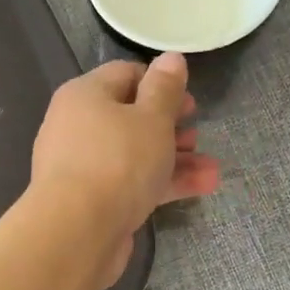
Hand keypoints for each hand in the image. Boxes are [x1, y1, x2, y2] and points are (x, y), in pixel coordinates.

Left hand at [31, 55, 219, 282]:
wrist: (77, 232)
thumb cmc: (118, 162)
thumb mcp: (152, 118)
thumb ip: (165, 88)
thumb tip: (171, 57)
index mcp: (85, 95)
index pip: (125, 74)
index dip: (160, 83)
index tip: (188, 100)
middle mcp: (78, 126)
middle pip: (130, 117)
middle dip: (171, 127)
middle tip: (197, 134)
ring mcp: (83, 166)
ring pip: (135, 154)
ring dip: (175, 159)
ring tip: (212, 169)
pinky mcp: (92, 201)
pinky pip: (131, 183)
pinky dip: (162, 183)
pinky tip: (201, 188)